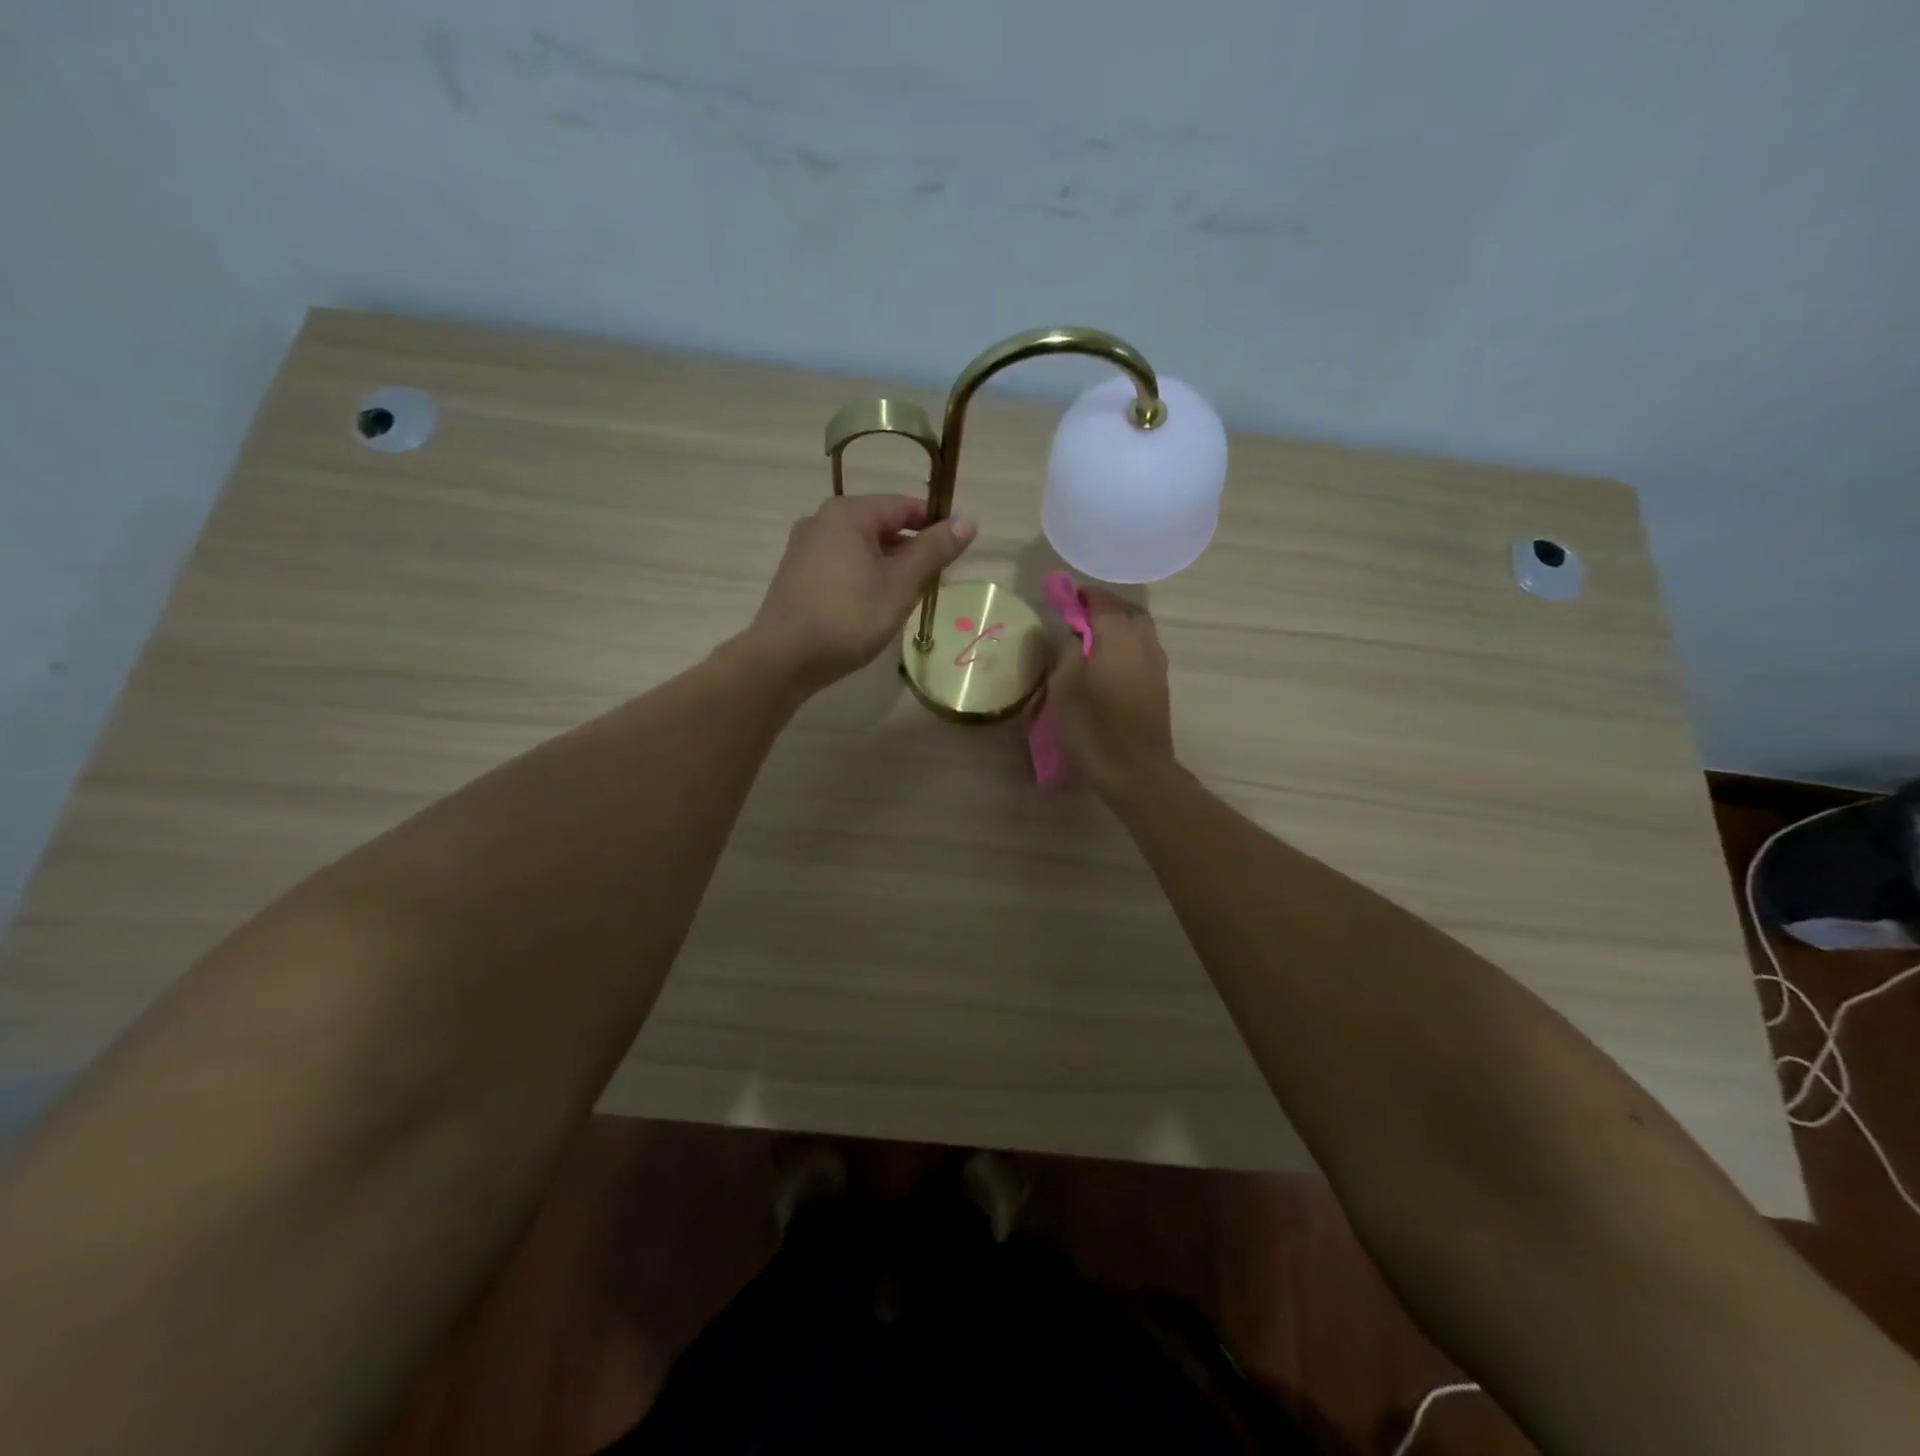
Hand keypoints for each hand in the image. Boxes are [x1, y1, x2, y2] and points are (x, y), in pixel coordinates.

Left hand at [746, 494, 976, 694]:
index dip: (935, 525)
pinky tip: (872, 607)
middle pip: (881, 525)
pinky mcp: (796, 574)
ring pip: (861, 548)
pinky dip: (863, 577)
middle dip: (911, 550)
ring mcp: (804, 547)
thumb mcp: (900, 584)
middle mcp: (822, 520)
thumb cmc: (848, 617)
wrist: (783, 658)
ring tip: (906, 598)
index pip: (905, 505)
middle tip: (933, 583)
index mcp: (848, 513)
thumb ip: (934, 551)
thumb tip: (968, 520)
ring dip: (888, 566)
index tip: (955, 554)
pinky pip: (841, 565)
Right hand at [1045, 586, 1176, 793]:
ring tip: (1089, 645)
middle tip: (1076, 622)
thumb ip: (1068, 650)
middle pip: (1125, 611)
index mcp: (1118, 635)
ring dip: (1116, 629)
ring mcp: (1156, 663)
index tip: (1061, 601)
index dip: (1080, 597)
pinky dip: (1124, 648)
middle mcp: (1143, 641)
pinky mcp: (1160, 684)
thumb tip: (1075, 633)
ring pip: (1138, 631)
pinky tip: (1106, 667)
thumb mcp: (1064, 686)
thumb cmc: (1093, 727)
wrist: (1136, 770)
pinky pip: (1142, 651)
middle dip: (1102, 610)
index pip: (1100, 600)